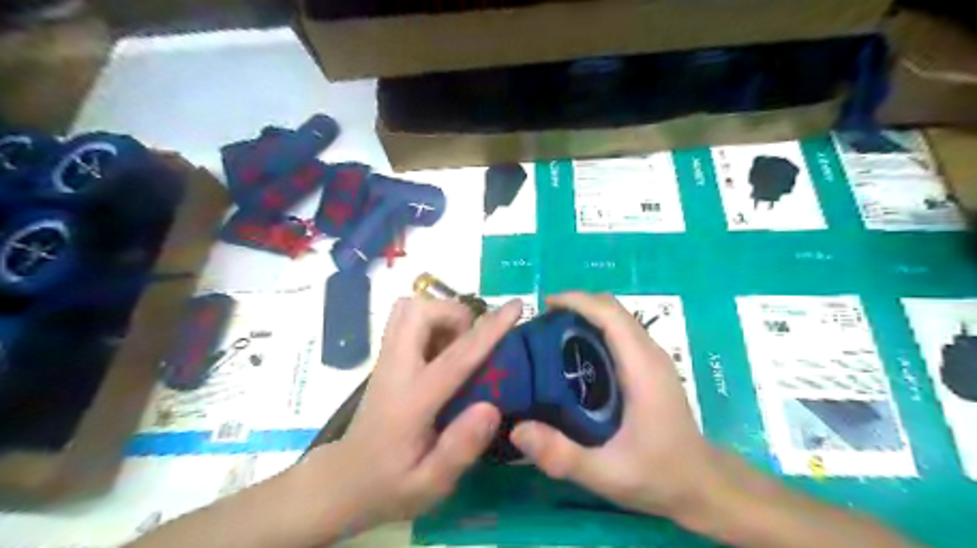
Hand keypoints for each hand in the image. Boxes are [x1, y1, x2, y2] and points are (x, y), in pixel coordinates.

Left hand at [304, 296, 521, 534]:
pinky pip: (406, 320)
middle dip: (455, 314)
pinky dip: (430, 322)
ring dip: (441, 316)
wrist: (342, 483)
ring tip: (458, 346)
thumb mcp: (429, 485)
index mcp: (412, 401)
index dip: (490, 329)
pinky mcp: (385, 359)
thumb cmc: (389, 486)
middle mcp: (395, 370)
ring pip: (409, 310)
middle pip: (418, 312)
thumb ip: (460, 449)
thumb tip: (492, 407)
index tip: (516, 305)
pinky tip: (442, 353)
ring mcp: (385, 360)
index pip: (456, 357)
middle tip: (473, 343)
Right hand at [512, 295, 724, 521]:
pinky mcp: (650, 366)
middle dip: (575, 305)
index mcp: (642, 367)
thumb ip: (562, 456)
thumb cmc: (659, 475)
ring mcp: (653, 357)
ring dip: (584, 315)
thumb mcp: (607, 474)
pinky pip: (620, 332)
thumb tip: (516, 429)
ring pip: (617, 318)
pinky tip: (574, 355)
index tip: (542, 306)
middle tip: (540, 325)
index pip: (610, 314)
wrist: (702, 485)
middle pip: (612, 308)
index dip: (576, 300)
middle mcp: (650, 352)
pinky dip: (594, 329)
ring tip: (550, 336)